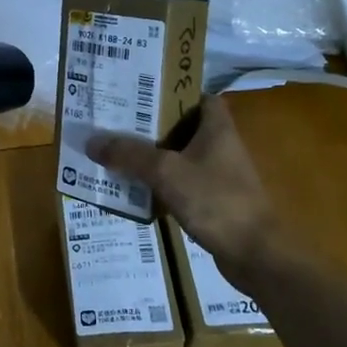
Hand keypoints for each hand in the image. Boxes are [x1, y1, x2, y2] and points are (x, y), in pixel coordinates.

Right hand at [86, 97, 280, 281]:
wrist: (255, 254)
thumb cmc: (215, 200)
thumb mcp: (166, 172)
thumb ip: (129, 155)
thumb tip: (92, 141)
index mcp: (217, 128)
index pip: (198, 96)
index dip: (172, 91)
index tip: (142, 93)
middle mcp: (221, 147)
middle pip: (183, 126)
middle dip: (152, 125)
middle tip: (117, 122)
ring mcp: (220, 176)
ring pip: (180, 157)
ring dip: (154, 156)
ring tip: (118, 153)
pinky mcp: (215, 202)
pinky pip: (182, 184)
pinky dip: (161, 184)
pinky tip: (136, 189)